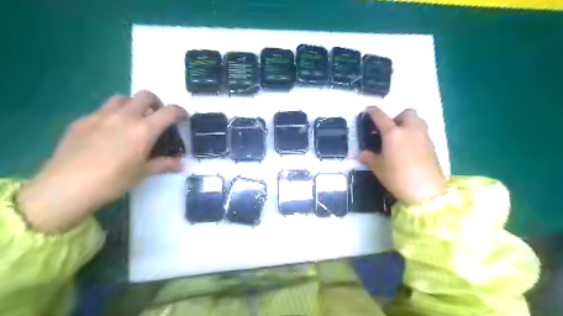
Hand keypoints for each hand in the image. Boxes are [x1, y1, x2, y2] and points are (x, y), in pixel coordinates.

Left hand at [17, 90, 185, 233]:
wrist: (67, 186)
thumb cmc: (113, 181)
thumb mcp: (143, 173)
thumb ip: (164, 164)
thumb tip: (182, 164)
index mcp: (144, 130)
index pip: (169, 111)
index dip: (180, 112)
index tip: (183, 118)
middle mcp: (125, 116)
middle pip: (145, 95)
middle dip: (157, 103)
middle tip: (157, 117)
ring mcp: (101, 116)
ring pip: (122, 98)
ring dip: (134, 104)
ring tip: (134, 120)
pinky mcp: (83, 120)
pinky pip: (103, 110)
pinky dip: (114, 114)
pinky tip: (109, 132)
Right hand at [358, 106, 445, 204]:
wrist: (426, 190)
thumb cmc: (397, 177)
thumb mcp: (379, 168)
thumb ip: (370, 158)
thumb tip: (362, 154)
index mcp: (393, 133)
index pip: (381, 117)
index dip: (373, 111)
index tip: (369, 109)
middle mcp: (410, 130)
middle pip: (407, 113)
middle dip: (397, 117)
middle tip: (390, 130)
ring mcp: (423, 136)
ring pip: (418, 120)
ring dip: (408, 123)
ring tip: (401, 137)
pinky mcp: (432, 145)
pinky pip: (423, 132)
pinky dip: (415, 134)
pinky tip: (409, 148)